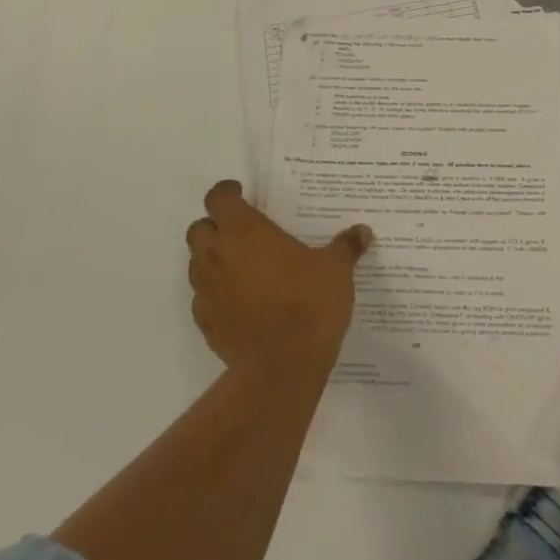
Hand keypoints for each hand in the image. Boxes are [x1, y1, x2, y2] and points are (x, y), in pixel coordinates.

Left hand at [184, 181, 371, 375]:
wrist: (282, 366)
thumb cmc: (309, 303)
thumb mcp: (336, 269)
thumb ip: (345, 247)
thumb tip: (362, 232)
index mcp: (244, 231)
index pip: (218, 198)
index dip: (226, 192)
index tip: (241, 194)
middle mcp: (218, 255)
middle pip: (198, 229)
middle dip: (214, 226)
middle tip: (241, 231)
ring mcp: (207, 291)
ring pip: (196, 264)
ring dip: (212, 260)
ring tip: (241, 267)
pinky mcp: (206, 324)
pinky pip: (203, 299)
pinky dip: (216, 294)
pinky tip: (240, 302)